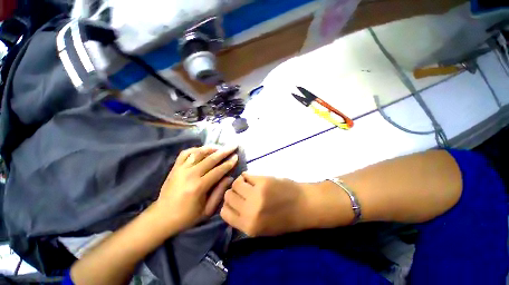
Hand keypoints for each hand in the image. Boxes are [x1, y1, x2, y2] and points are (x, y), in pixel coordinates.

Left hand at [153, 145, 238, 232]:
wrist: (162, 217)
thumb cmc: (187, 216)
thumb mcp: (207, 210)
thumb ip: (219, 192)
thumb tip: (229, 177)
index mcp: (199, 186)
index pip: (218, 170)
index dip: (229, 163)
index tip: (236, 156)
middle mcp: (190, 174)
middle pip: (210, 159)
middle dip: (224, 151)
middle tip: (233, 145)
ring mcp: (181, 169)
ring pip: (198, 153)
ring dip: (211, 148)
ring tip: (219, 146)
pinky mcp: (175, 167)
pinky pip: (185, 153)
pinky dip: (195, 149)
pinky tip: (202, 150)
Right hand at [220, 173, 309, 236]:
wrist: (304, 205)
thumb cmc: (285, 219)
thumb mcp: (262, 229)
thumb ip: (244, 220)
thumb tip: (231, 205)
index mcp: (249, 227)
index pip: (224, 213)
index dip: (227, 205)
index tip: (234, 201)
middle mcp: (250, 211)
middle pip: (228, 196)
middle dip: (233, 192)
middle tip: (241, 191)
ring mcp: (256, 194)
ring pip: (235, 183)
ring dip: (239, 182)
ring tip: (247, 183)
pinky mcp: (263, 181)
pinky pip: (246, 175)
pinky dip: (247, 176)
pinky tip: (253, 178)